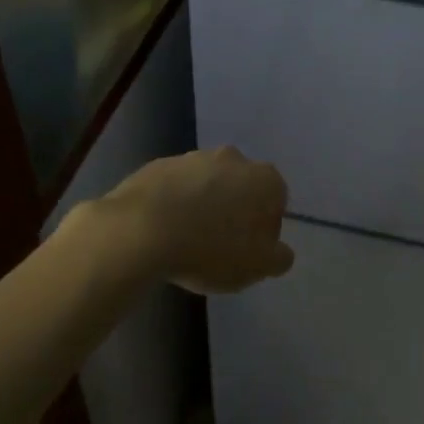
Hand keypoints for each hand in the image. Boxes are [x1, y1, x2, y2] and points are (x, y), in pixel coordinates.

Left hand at [98, 146, 293, 293]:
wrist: (142, 230)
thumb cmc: (211, 249)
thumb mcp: (257, 267)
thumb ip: (278, 258)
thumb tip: (281, 252)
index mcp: (264, 179)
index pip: (276, 202)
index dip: (264, 230)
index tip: (248, 252)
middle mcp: (234, 159)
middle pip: (241, 187)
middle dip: (235, 211)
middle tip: (219, 246)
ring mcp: (194, 157)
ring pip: (208, 184)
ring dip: (204, 205)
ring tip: (187, 241)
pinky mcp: (160, 163)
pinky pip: (175, 186)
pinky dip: (174, 203)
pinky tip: (163, 230)